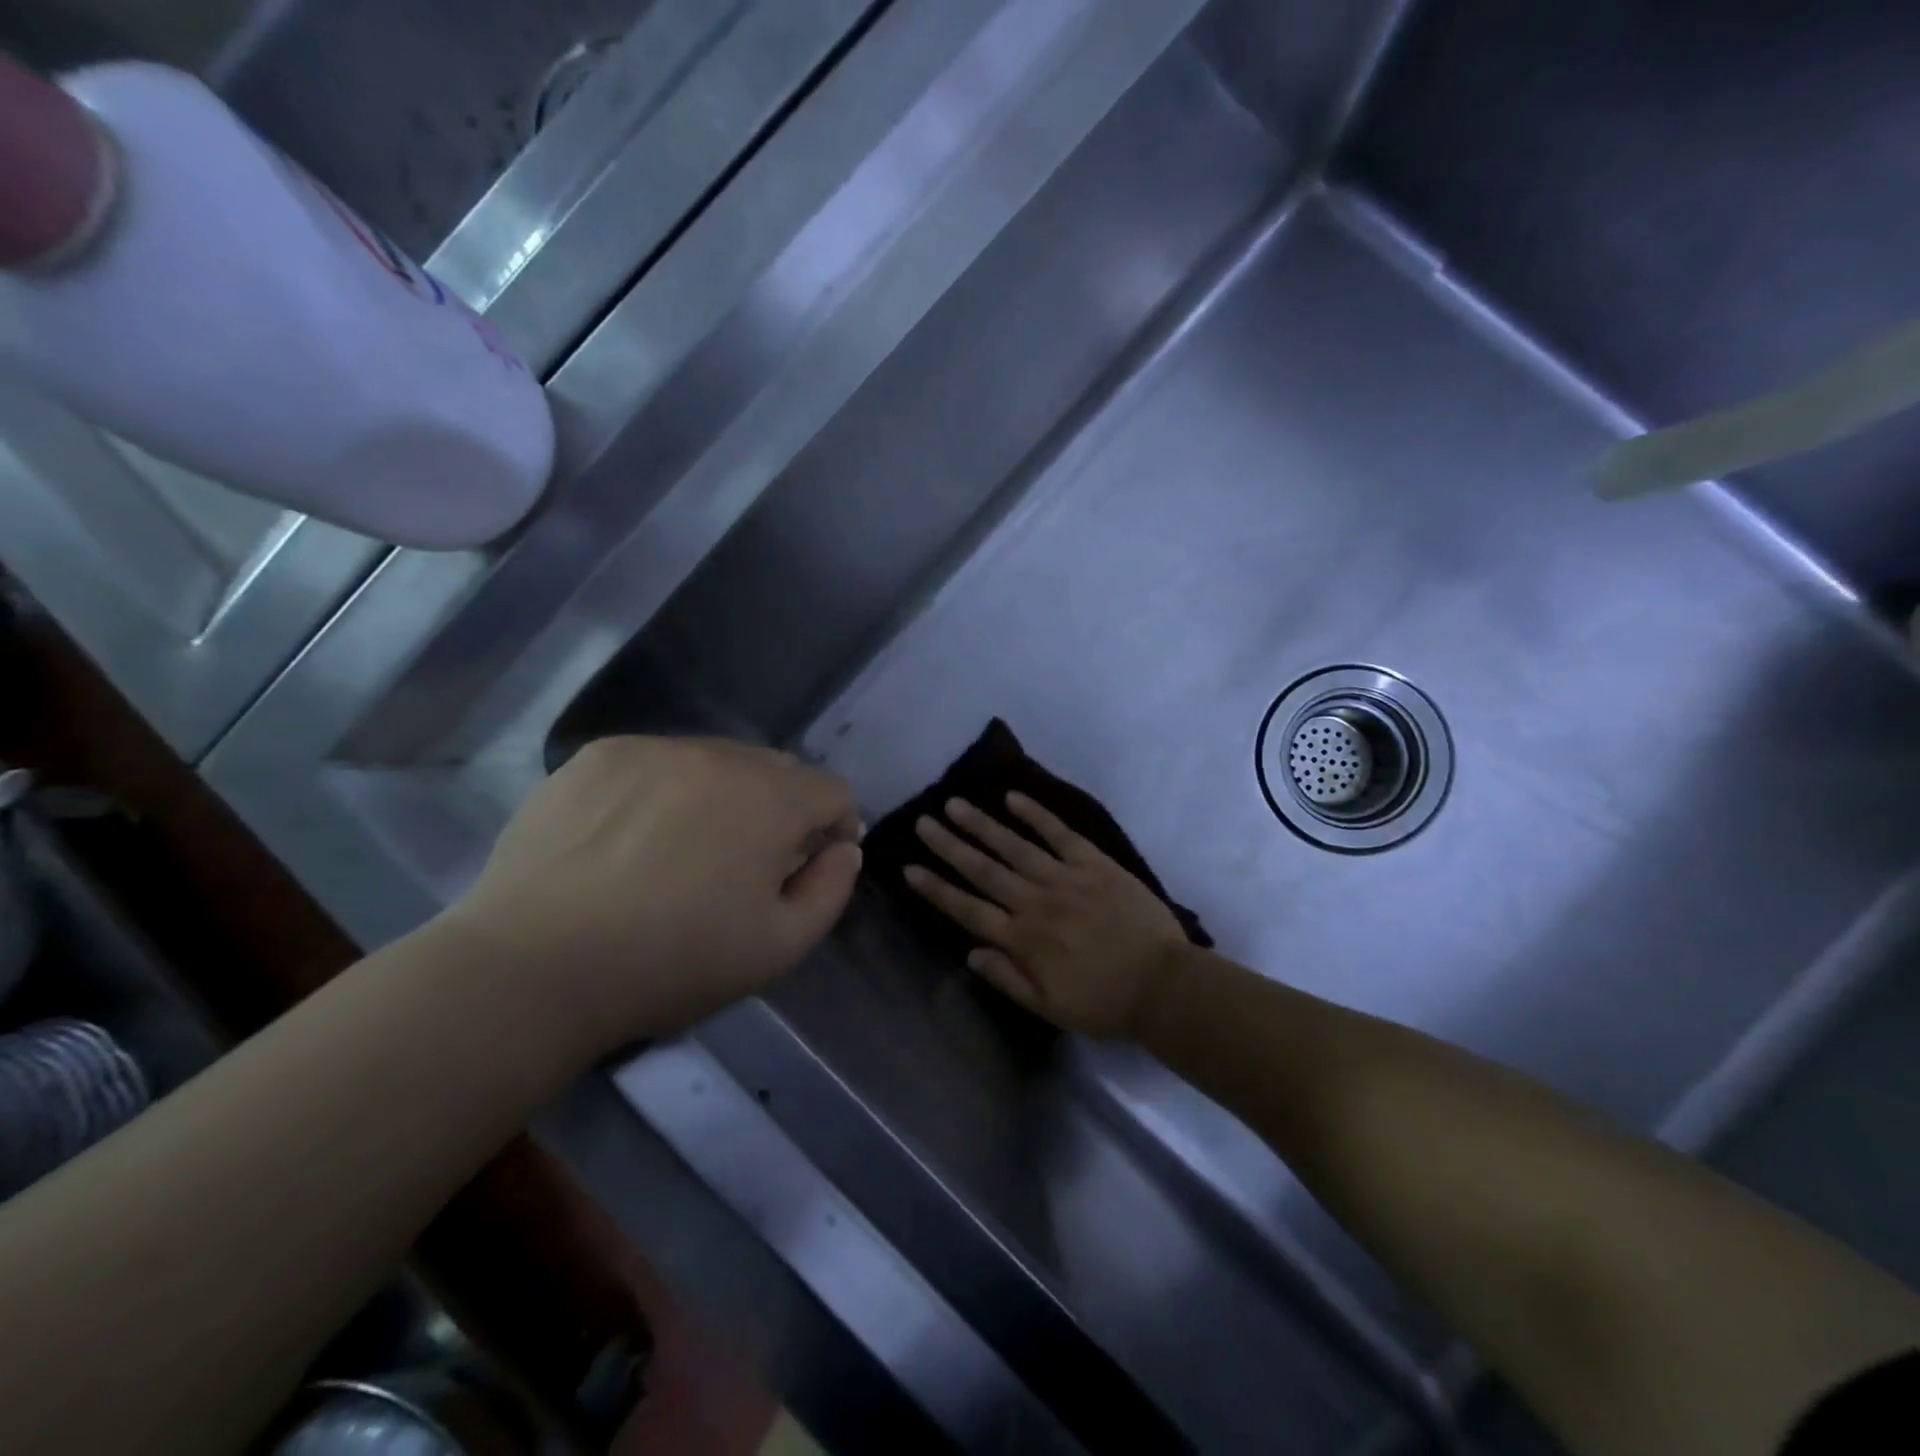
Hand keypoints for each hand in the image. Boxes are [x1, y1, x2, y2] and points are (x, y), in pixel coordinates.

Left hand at [439, 736, 861, 1057]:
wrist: (534, 966)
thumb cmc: (673, 962)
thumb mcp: (780, 947)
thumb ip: (832, 889)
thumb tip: (842, 848)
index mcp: (771, 798)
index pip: (833, 790)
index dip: (836, 828)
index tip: (811, 865)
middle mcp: (719, 755)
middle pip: (778, 770)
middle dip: (782, 810)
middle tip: (749, 863)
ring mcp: (654, 748)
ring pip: (717, 761)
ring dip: (725, 796)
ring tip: (687, 849)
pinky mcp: (599, 757)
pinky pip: (659, 762)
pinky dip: (666, 790)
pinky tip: (633, 838)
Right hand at [904, 794, 1187, 1038]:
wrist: (1163, 985)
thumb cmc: (1104, 1002)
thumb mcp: (1049, 1007)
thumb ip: (1007, 978)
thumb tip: (970, 951)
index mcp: (1023, 939)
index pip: (968, 909)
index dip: (937, 888)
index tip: (910, 868)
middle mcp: (1036, 902)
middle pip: (984, 869)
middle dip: (950, 845)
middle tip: (924, 822)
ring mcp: (1065, 878)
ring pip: (1014, 846)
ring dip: (982, 824)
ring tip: (955, 804)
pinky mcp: (1094, 863)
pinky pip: (1060, 833)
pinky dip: (1036, 814)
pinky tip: (1013, 798)